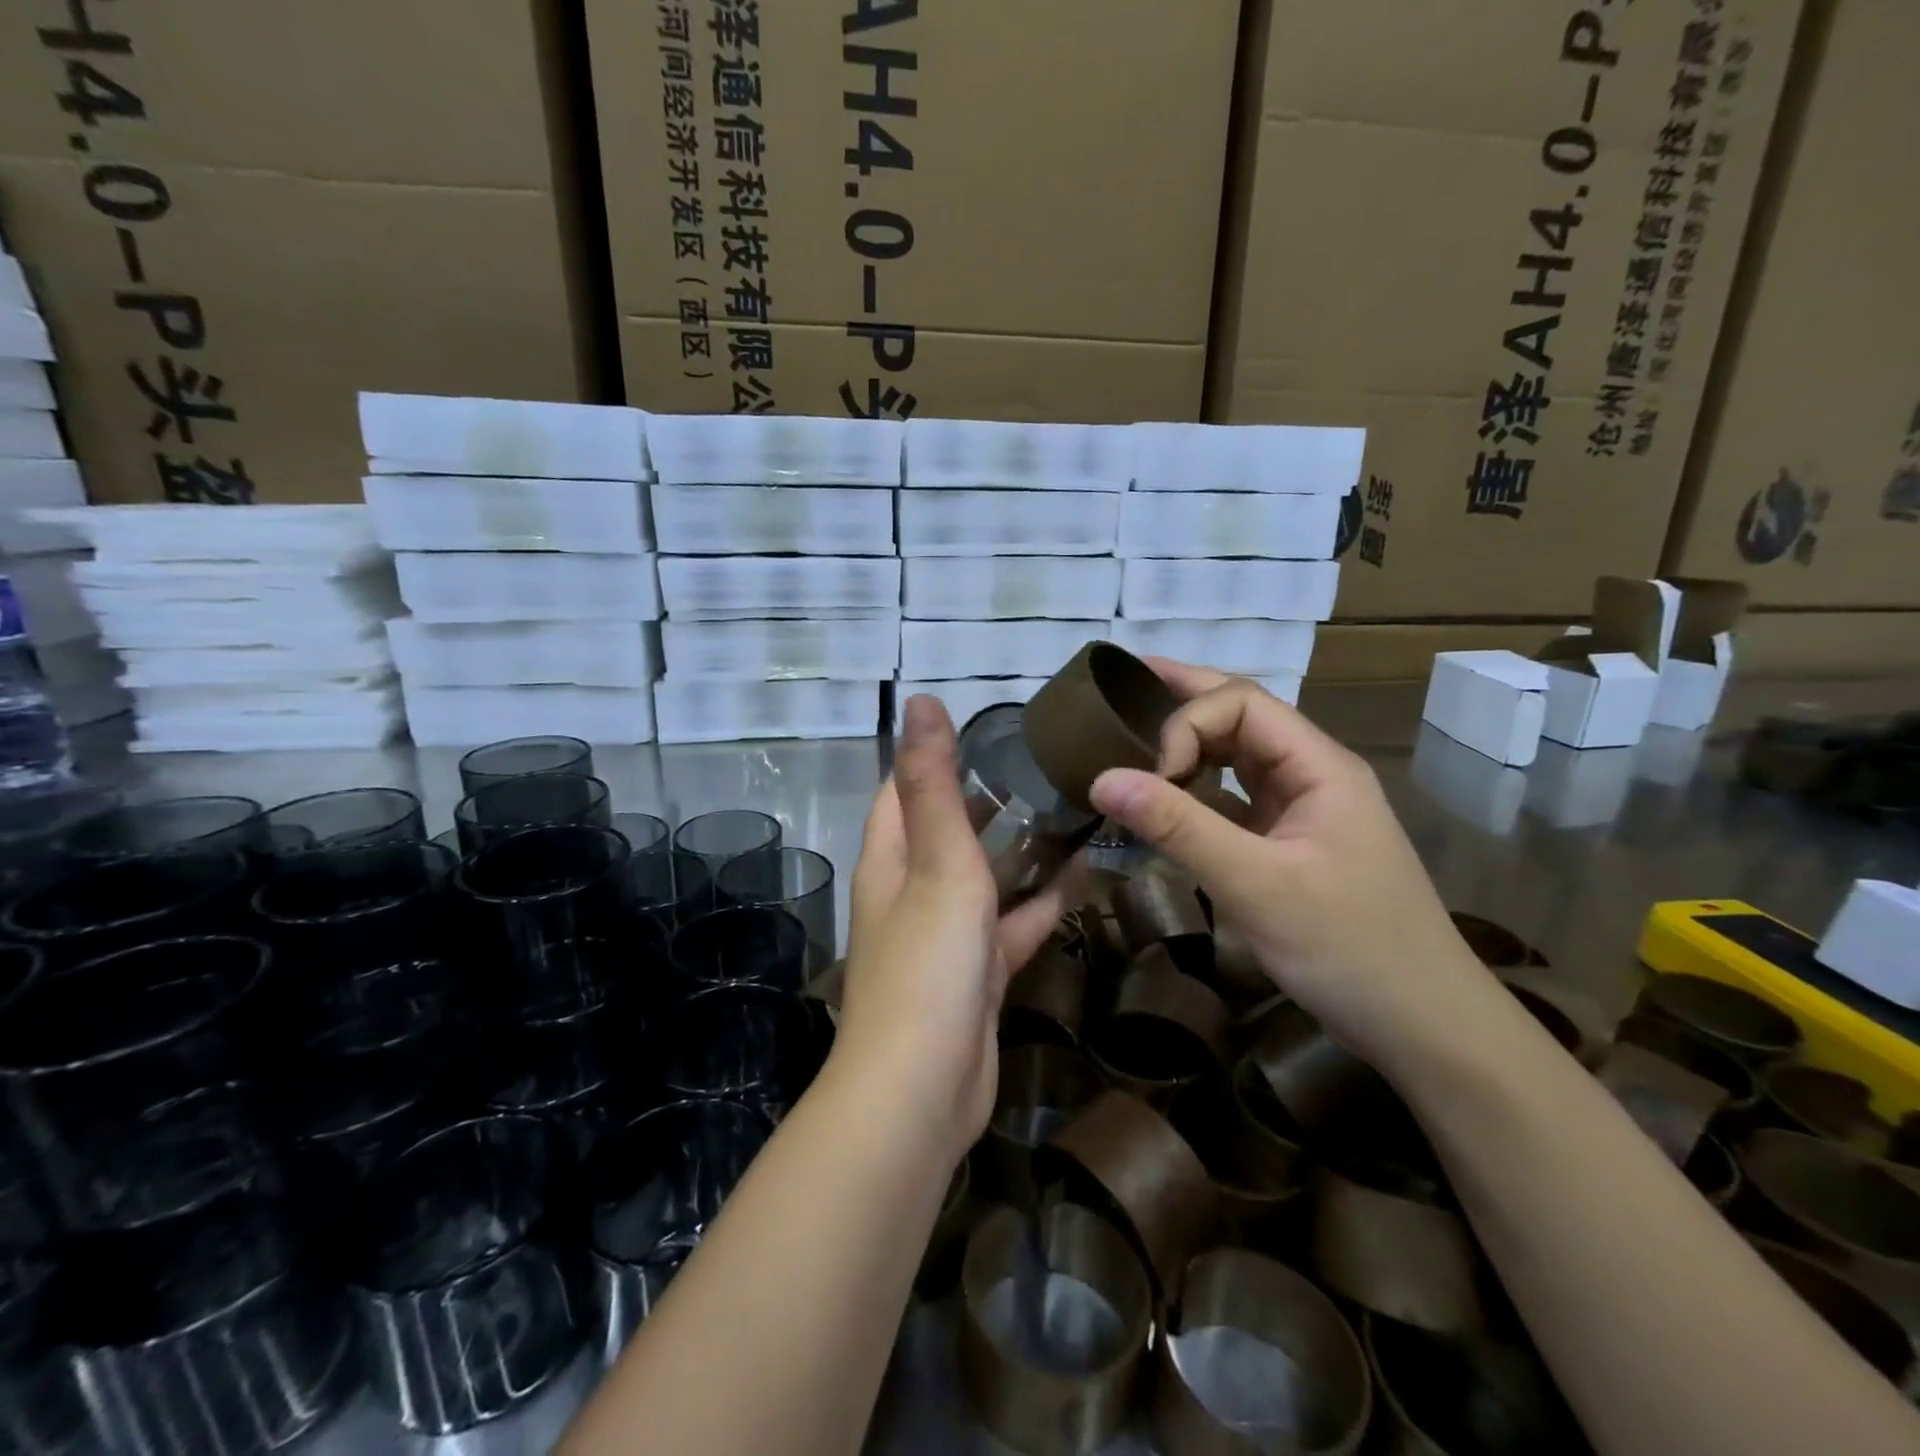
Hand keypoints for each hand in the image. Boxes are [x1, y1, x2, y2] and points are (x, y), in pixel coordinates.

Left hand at [833, 696, 1081, 1160]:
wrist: (922, 1091)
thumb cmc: (928, 964)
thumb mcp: (937, 863)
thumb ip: (932, 783)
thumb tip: (921, 702)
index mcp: (891, 858)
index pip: (905, 788)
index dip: (937, 754)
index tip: (991, 726)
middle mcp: (911, 890)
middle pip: (949, 829)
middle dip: (989, 798)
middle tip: (1048, 764)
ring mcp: (946, 935)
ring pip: (985, 878)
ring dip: (1021, 849)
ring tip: (1074, 809)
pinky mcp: (978, 974)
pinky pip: (1011, 925)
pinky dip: (1040, 903)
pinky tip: (1083, 877)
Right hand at [1088, 660, 1493, 1070]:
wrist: (1423, 1024)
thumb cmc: (1349, 948)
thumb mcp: (1256, 885)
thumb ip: (1179, 827)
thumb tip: (1101, 778)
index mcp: (1318, 765)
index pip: (1240, 703)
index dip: (1185, 723)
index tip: (1150, 776)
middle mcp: (1310, 773)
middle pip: (1240, 716)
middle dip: (1182, 701)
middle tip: (1120, 688)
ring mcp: (1302, 808)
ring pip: (1236, 756)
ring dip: (1187, 746)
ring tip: (1130, 738)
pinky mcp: (1289, 842)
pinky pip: (1234, 798)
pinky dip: (1195, 791)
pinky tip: (1162, 798)